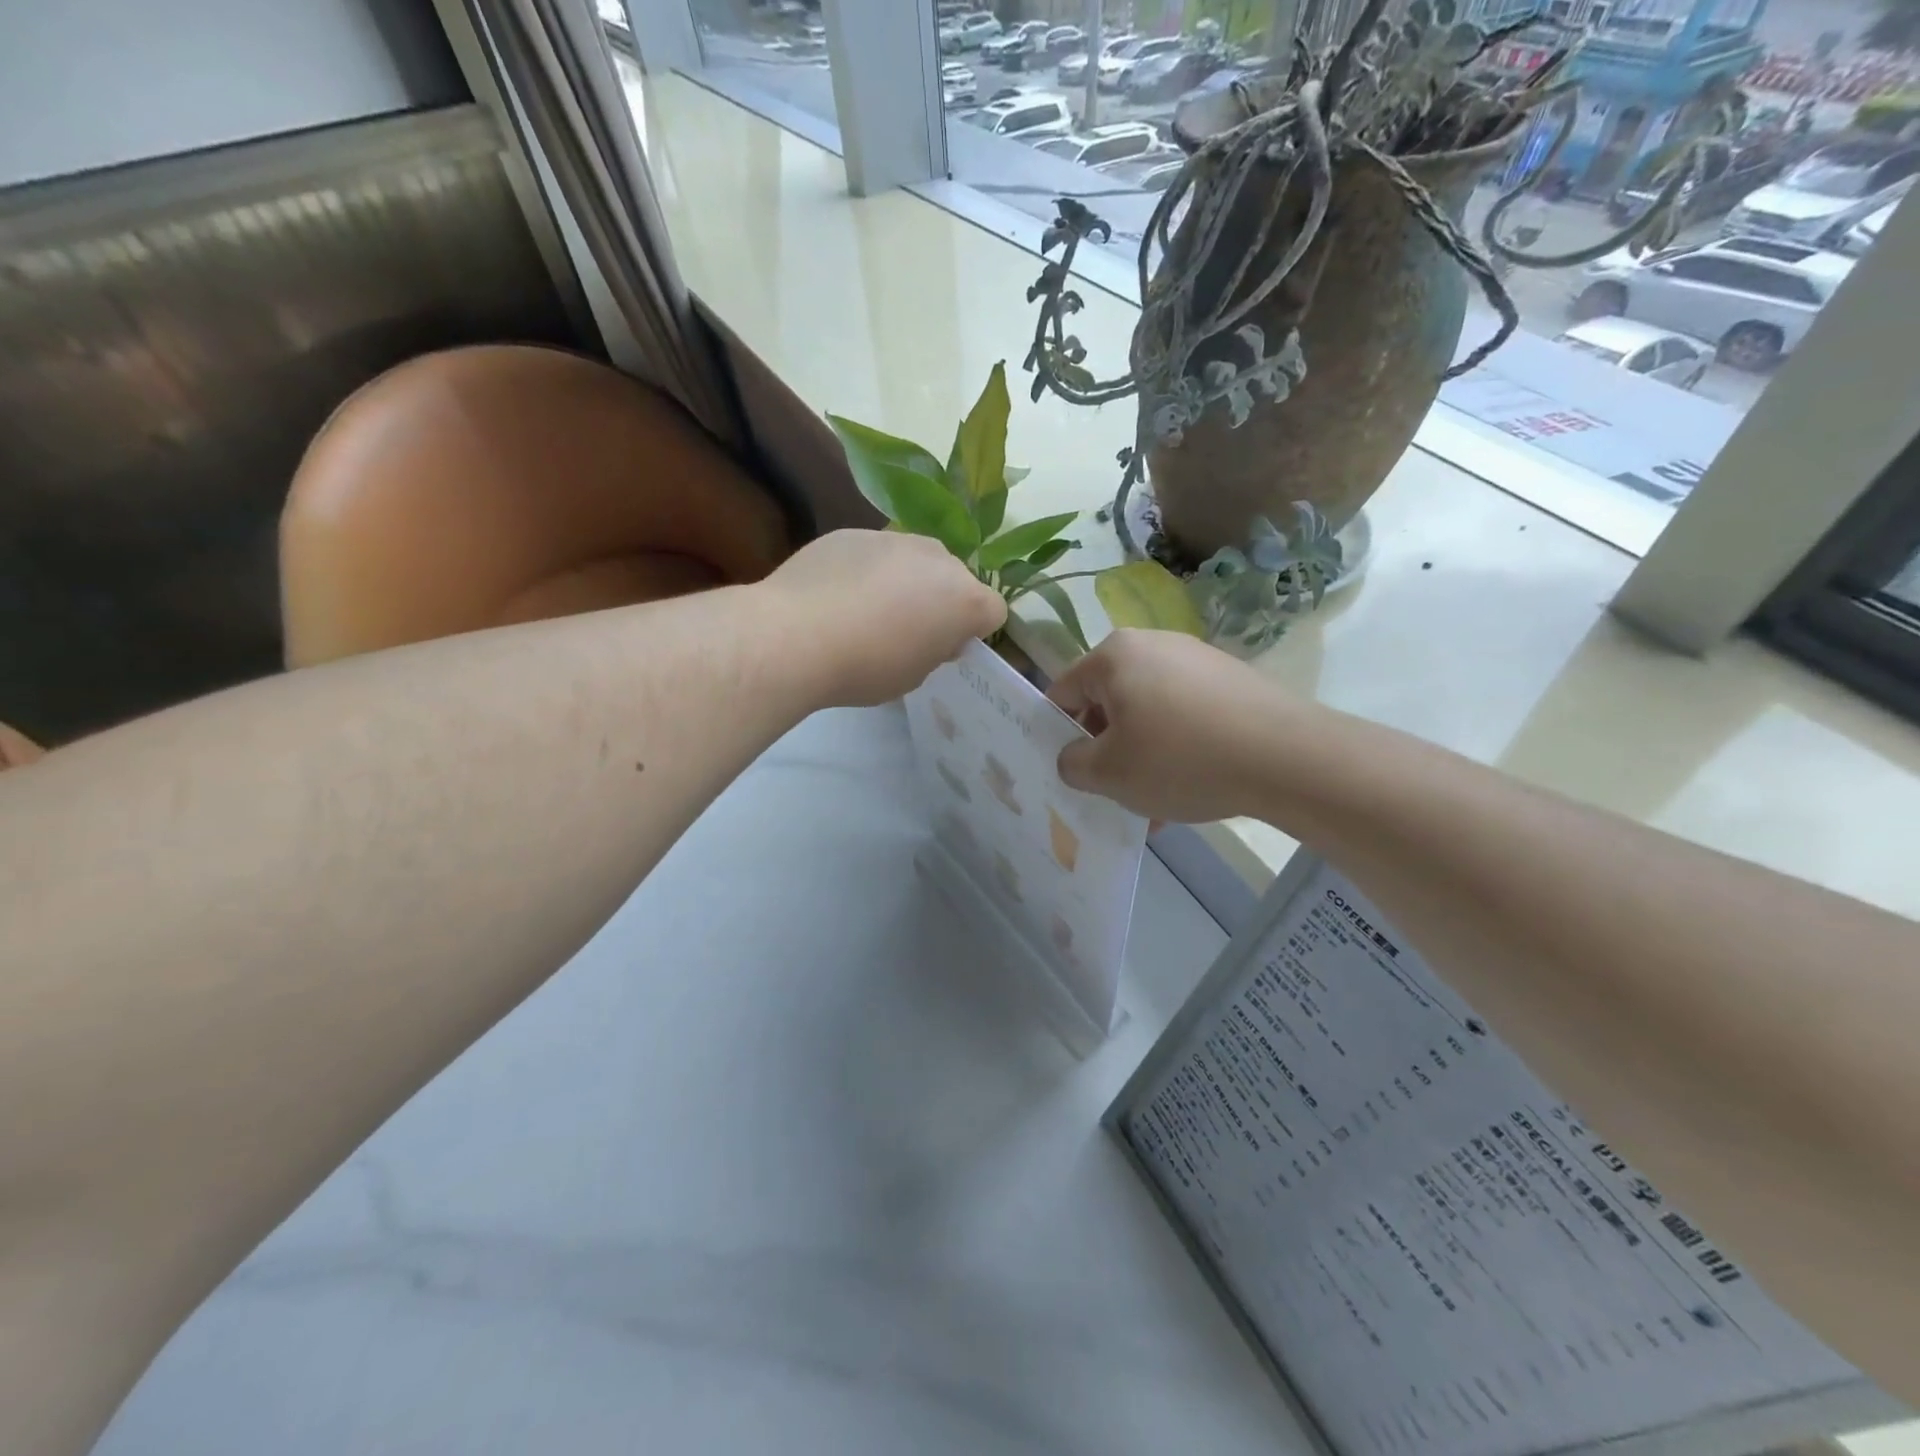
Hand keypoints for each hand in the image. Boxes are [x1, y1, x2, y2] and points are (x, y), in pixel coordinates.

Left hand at [761, 530, 1005, 706]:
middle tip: (906, 631)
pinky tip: (836, 596)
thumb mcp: (914, 675)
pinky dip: (865, 570)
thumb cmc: (867, 667)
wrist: (796, 635)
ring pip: (914, 561)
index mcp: (965, 599)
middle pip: (954, 578)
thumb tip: (935, 634)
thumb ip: (935, 650)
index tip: (945, 647)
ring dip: (904, 581)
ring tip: (865, 611)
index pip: (993, 611)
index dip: (973, 631)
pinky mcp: (853, 532)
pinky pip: (874, 553)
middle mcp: (938, 558)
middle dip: (940, 600)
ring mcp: (894, 538)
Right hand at [1047, 630, 1289, 822]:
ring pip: (1148, 714)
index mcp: (1114, 655)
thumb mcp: (1109, 773)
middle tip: (1112, 792)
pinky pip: (1184, 716)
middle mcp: (1153, 645)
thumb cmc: (1180, 758)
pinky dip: (1177, 750)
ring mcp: (1196, 659)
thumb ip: (1072, 764)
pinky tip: (1189, 791)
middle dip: (1106, 750)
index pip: (1063, 693)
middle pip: (1108, 703)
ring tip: (1154, 804)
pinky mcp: (1230, 680)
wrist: (1287, 757)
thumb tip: (1072, 757)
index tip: (1069, 772)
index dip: (1057, 735)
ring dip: (1141, 757)